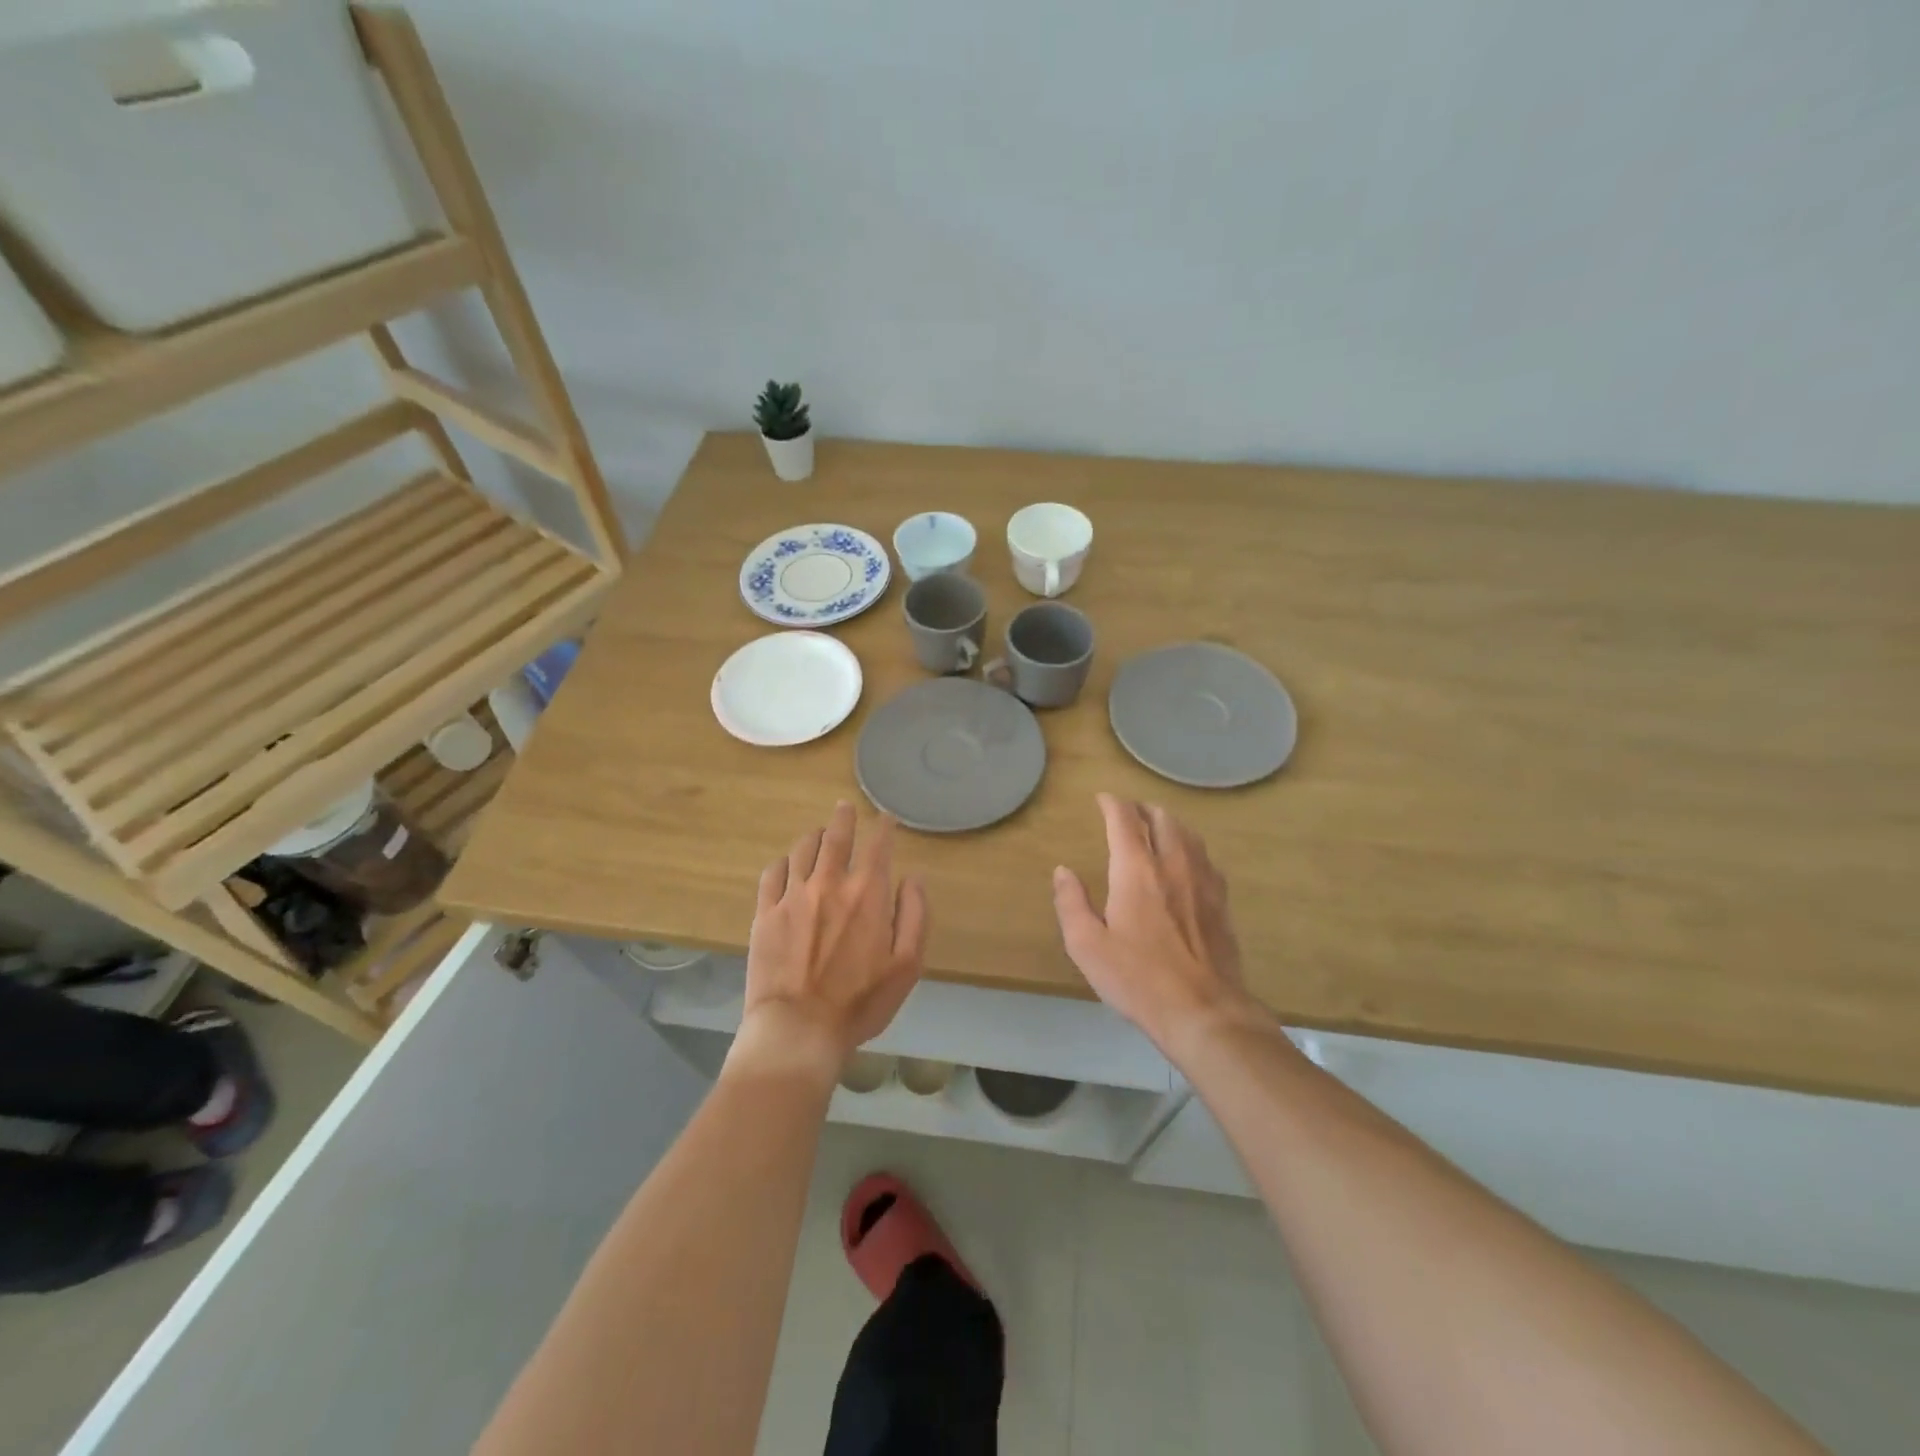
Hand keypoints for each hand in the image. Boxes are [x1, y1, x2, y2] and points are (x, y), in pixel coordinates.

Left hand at [737, 803, 929, 1076]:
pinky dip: (783, 862)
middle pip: (836, 836)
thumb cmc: (861, 1002)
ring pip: (802, 849)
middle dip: (844, 818)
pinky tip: (787, 865)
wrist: (799, 1028)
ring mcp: (792, 896)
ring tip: (819, 834)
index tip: (886, 819)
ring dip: (814, 837)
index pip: (877, 847)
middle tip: (845, 808)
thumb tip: (912, 878)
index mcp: (866, 894)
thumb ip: (914, 915)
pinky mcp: (765, 913)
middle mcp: (829, 884)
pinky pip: (772, 873)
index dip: (883, 828)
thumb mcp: (907, 964)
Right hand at [1052, 793, 1260, 1057]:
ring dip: (1168, 823)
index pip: (1124, 820)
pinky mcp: (1221, 901)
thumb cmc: (1138, 979)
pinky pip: (1205, 857)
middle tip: (1127, 814)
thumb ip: (1071, 903)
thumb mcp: (1088, 946)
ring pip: (1188, 833)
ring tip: (1155, 828)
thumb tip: (1062, 871)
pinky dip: (1190, 847)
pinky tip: (1186, 862)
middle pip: (1162, 818)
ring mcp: (1203, 880)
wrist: (1204, 1011)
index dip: (1112, 804)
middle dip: (1141, 809)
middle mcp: (1173, 864)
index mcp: (1136, 870)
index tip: (1102, 799)